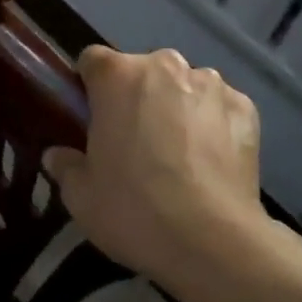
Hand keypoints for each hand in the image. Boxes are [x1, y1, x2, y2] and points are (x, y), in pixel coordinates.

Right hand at [44, 47, 268, 294]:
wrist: (212, 240)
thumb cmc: (134, 209)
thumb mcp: (82, 197)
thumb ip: (66, 166)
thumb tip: (57, 155)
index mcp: (117, 75)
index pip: (93, 61)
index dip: (90, 87)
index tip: (92, 118)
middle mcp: (164, 65)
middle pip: (143, 72)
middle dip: (137, 96)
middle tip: (135, 142)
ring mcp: (209, 83)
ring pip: (184, 86)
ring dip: (177, 106)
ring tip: (180, 154)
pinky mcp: (244, 106)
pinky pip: (220, 107)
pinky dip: (214, 124)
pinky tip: (211, 162)